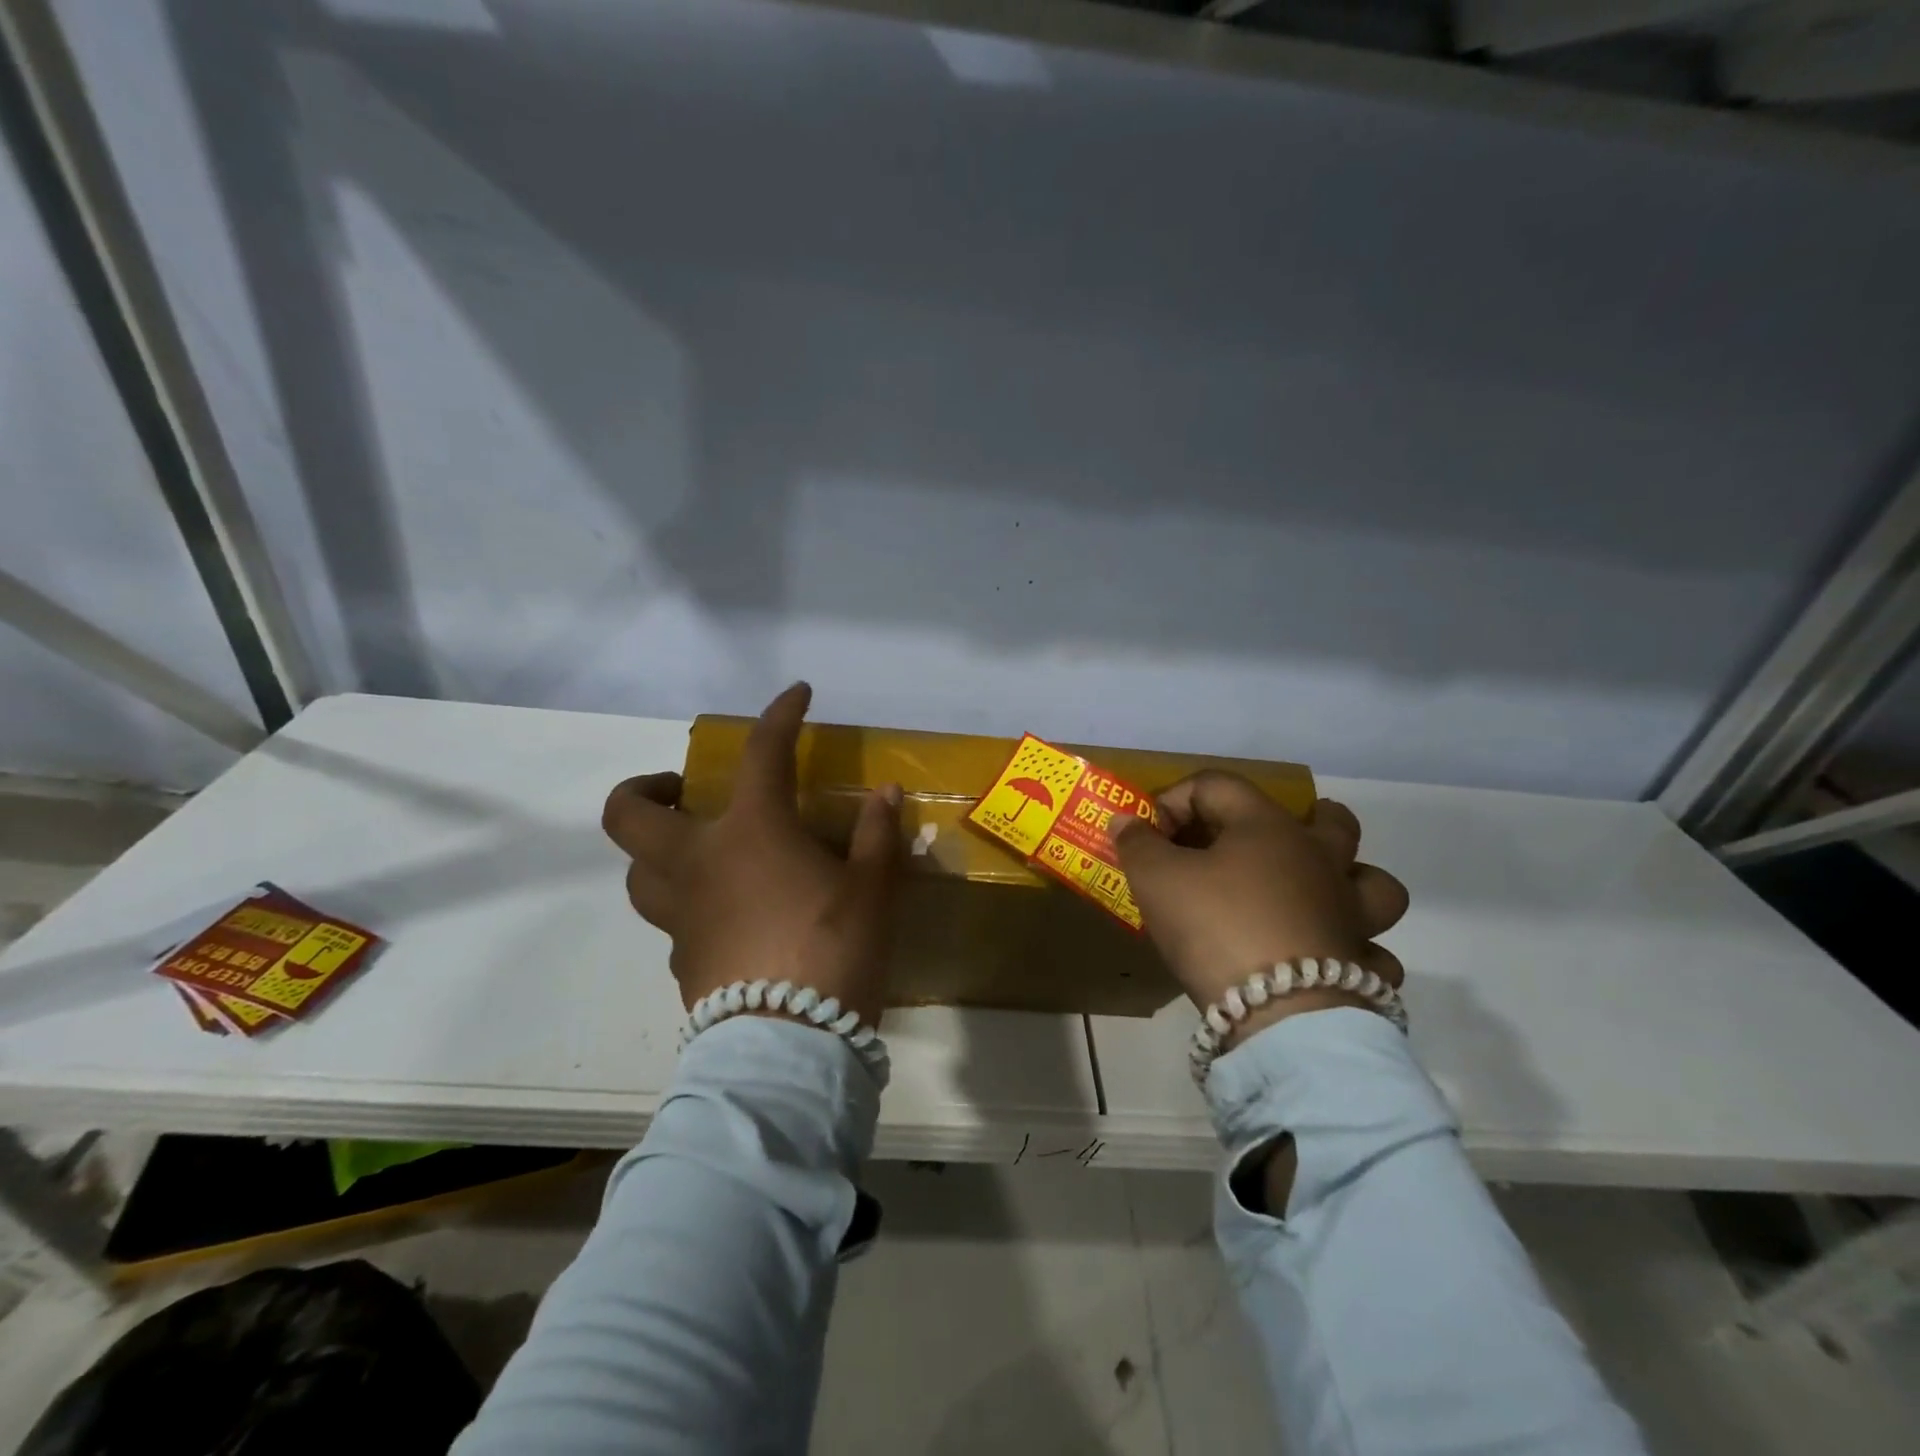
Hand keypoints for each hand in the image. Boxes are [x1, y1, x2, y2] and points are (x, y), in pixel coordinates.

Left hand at [600, 682, 903, 1023]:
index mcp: (750, 832)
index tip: (797, 695)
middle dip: (644, 788)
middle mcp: (699, 863)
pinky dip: (690, 905)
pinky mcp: (681, 961)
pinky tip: (727, 918)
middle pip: (629, 814)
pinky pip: (671, 921)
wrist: (788, 1046)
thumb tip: (886, 793)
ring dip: (656, 851)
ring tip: (698, 853)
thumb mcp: (872, 888)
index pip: (761, 753)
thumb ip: (877, 835)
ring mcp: (680, 916)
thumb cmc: (834, 950)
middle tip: (684, 792)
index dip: (780, 715)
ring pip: (637, 872)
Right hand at [1109, 774, 1407, 1046]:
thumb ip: (1137, 843)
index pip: (1218, 786)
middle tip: (1258, 842)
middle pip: (1329, 819)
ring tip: (1314, 892)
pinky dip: (1353, 951)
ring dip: (1348, 880)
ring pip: (1372, 881)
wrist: (1279, 1014)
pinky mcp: (1362, 964)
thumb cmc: (1214, 927)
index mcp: (1269, 827)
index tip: (1152, 837)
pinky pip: (1371, 951)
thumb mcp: (1156, 880)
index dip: (1176, 801)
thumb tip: (1127, 819)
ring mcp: (1351, 912)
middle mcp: (1321, 860)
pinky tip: (1323, 959)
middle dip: (1292, 820)